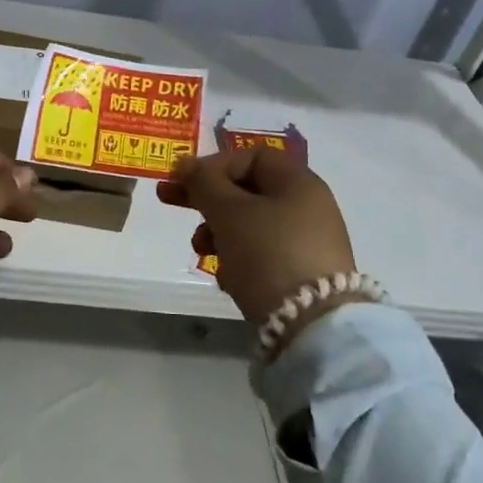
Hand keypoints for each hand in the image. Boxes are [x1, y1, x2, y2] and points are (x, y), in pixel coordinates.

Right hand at [157, 147, 357, 324]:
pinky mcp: (304, 275)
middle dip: (207, 199)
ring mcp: (308, 242)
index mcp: (297, 181)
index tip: (183, 180)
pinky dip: (239, 259)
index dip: (213, 164)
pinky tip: (226, 279)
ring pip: (251, 225)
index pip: (250, 157)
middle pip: (247, 191)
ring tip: (201, 250)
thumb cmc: (268, 253)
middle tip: (169, 202)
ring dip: (218, 232)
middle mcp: (308, 206)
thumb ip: (203, 182)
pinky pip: (263, 255)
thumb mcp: (228, 211)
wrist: (313, 325)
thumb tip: (185, 164)